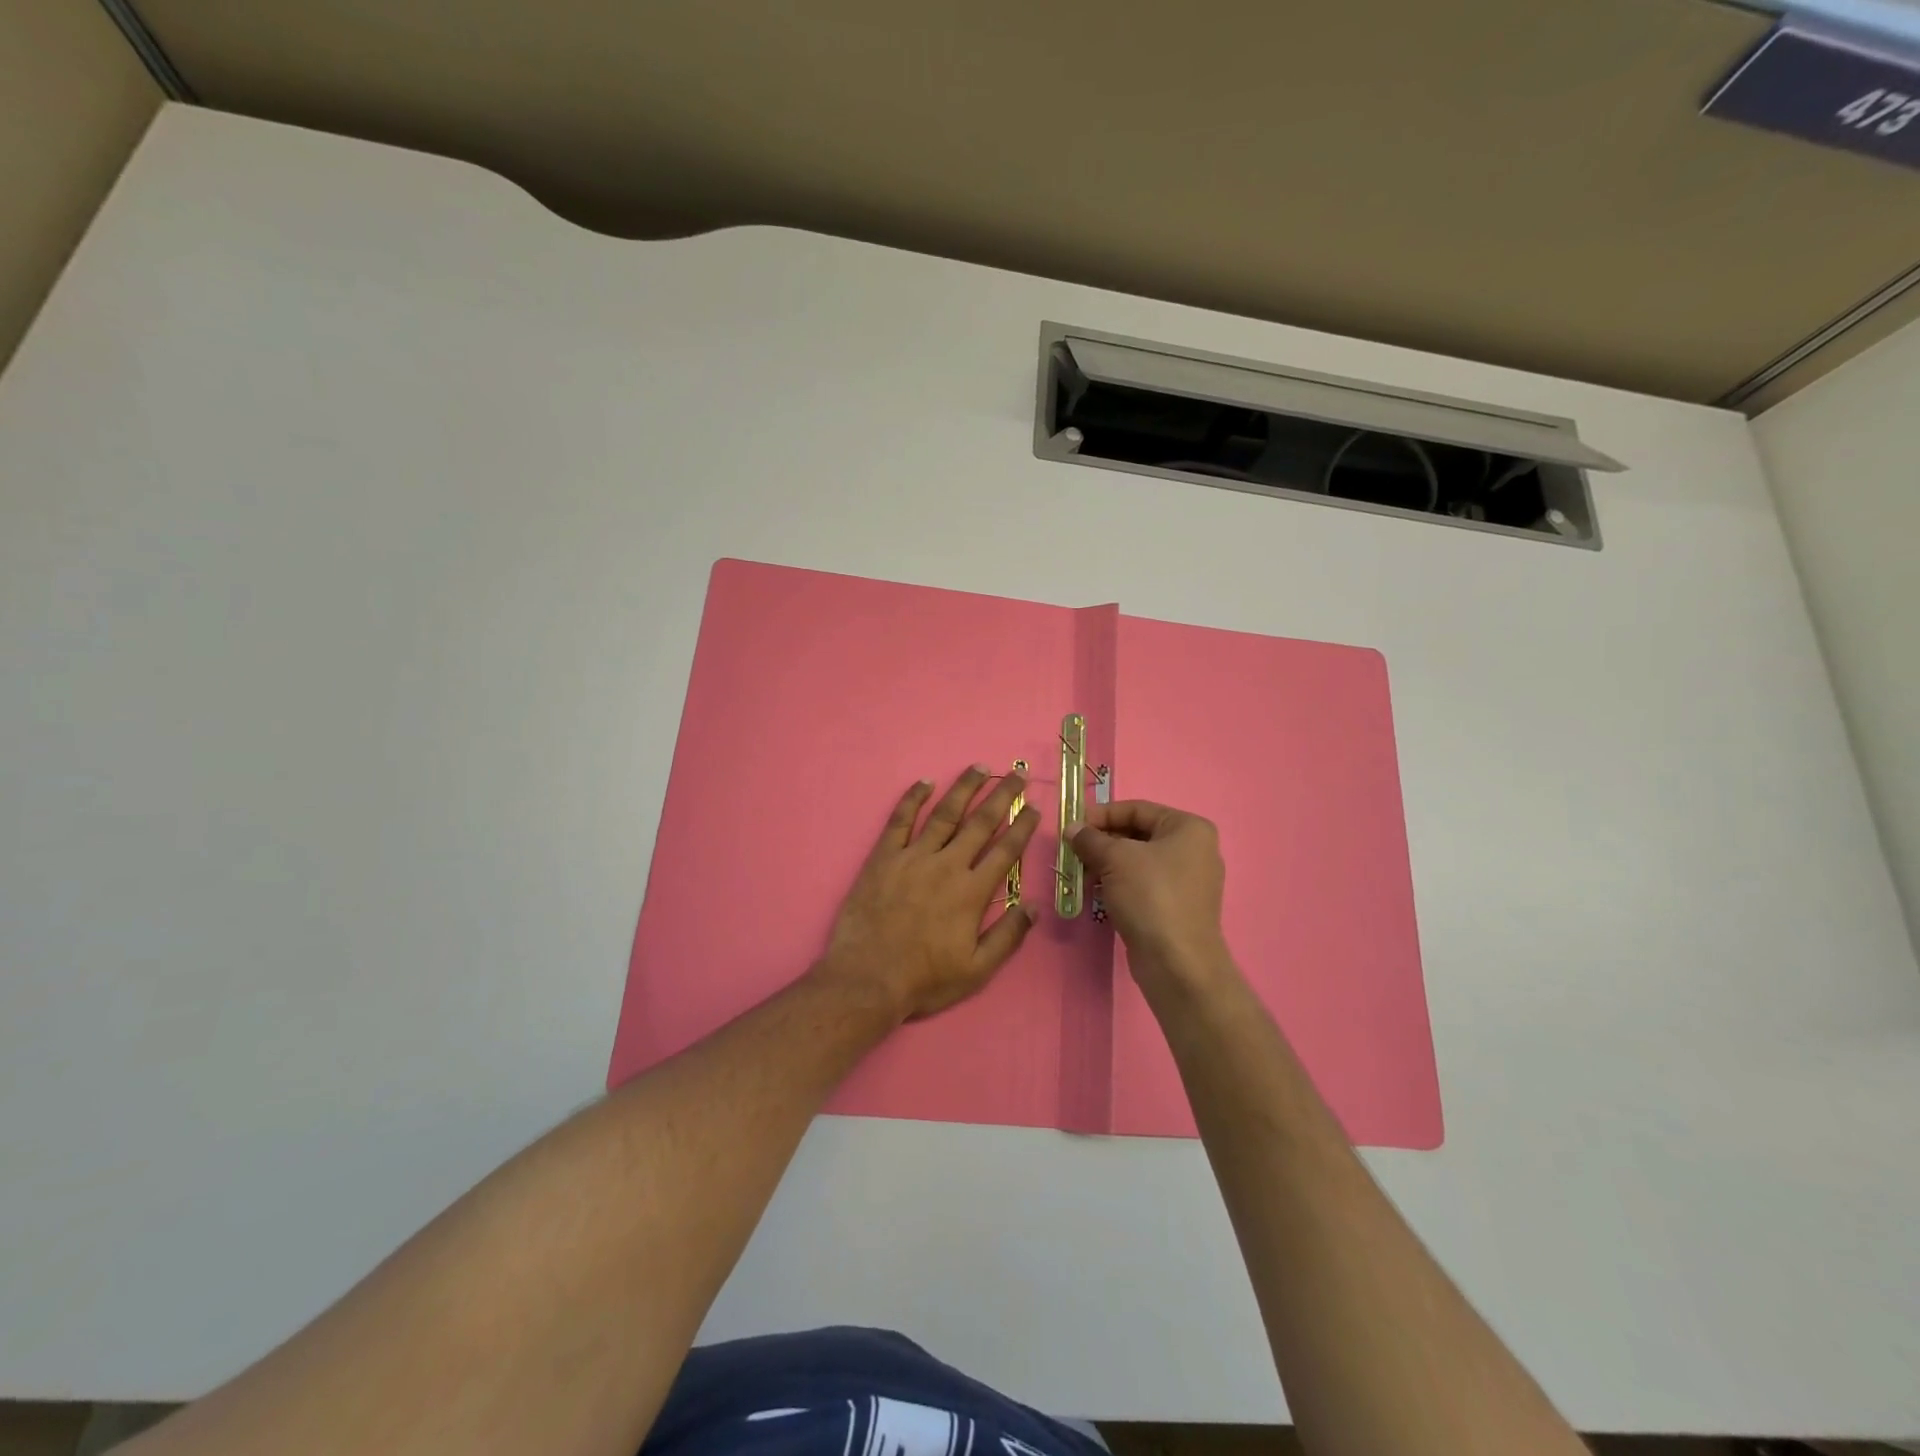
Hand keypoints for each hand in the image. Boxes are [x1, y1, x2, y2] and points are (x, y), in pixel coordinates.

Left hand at [816, 767, 1039, 1022]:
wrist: (867, 979)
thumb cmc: (924, 979)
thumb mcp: (977, 970)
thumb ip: (1008, 936)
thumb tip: (1034, 906)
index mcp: (972, 892)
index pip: (1005, 850)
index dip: (1022, 826)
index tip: (1034, 808)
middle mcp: (947, 865)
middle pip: (980, 823)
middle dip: (1002, 796)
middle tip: (1016, 775)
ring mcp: (913, 857)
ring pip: (944, 813)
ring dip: (964, 788)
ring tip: (980, 767)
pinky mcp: (883, 857)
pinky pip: (899, 820)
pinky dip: (912, 799)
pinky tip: (924, 782)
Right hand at [1071, 800, 1230, 990]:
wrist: (1177, 962)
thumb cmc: (1150, 896)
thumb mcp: (1115, 859)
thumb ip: (1090, 839)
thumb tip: (1072, 829)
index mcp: (1188, 828)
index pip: (1137, 809)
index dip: (1101, 815)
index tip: (1072, 826)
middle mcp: (1194, 849)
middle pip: (1138, 834)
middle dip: (1102, 841)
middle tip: (1073, 851)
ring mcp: (1188, 881)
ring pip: (1138, 861)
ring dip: (1107, 864)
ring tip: (1080, 873)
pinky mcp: (1177, 907)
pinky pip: (1143, 884)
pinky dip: (1119, 884)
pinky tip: (1097, 892)